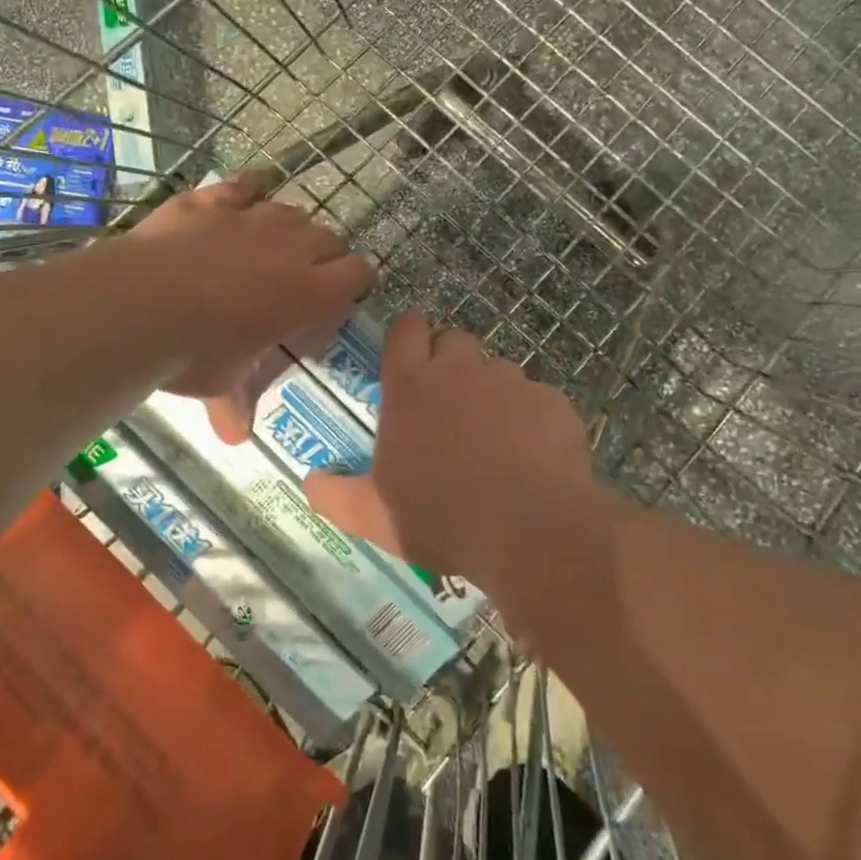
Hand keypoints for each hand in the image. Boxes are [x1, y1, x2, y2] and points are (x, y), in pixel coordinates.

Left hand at [124, 172, 375, 440]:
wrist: (139, 304)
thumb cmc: (194, 352)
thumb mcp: (220, 383)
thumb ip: (235, 402)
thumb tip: (235, 438)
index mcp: (307, 293)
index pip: (356, 274)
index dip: (356, 282)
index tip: (345, 294)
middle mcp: (288, 248)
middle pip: (328, 237)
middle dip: (325, 255)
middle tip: (307, 276)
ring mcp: (248, 218)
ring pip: (290, 211)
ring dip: (290, 227)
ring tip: (274, 244)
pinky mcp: (211, 201)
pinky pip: (243, 185)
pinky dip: (248, 193)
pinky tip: (242, 200)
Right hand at [302, 313, 593, 583]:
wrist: (529, 531)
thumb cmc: (439, 516)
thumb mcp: (372, 515)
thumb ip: (333, 495)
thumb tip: (308, 482)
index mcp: (410, 386)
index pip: (406, 329)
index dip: (408, 336)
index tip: (411, 356)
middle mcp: (459, 370)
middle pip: (454, 340)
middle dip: (450, 363)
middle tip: (448, 407)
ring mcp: (510, 382)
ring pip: (498, 370)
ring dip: (491, 393)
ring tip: (494, 440)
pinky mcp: (552, 402)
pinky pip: (537, 399)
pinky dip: (531, 419)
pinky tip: (533, 459)